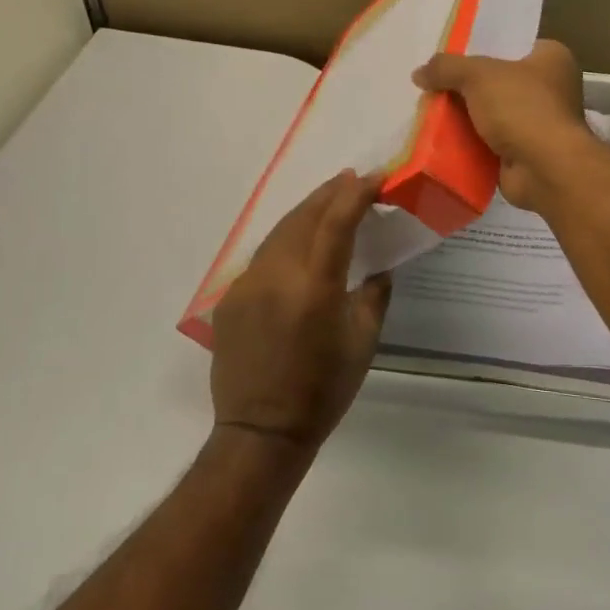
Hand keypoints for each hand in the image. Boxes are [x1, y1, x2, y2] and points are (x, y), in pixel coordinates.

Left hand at [210, 170, 391, 449]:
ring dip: (305, 212)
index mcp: (315, 286)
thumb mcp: (362, 342)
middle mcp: (277, 275)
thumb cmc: (323, 389)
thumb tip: (379, 270)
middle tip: (351, 180)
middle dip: (329, 193)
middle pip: (303, 217)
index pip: (337, 222)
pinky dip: (285, 241)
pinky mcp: (230, 298)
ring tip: (327, 201)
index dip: (355, 194)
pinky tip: (297, 244)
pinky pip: (262, 258)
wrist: (262, 431)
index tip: (373, 178)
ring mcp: (247, 284)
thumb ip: (373, 296)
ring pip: (279, 232)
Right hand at [413, 40, 593, 212]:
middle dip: (466, 86)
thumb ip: (446, 68)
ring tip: (428, 111)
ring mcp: (539, 123)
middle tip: (432, 85)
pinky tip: (440, 139)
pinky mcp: (525, 152)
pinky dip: (469, 142)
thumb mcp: (478, 75)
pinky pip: (489, 142)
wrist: (544, 168)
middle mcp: (550, 88)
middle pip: (497, 81)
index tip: (450, 54)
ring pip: (491, 113)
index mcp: (552, 58)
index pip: (512, 45)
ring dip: (465, 117)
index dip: (481, 48)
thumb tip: (418, 73)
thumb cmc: (522, 108)